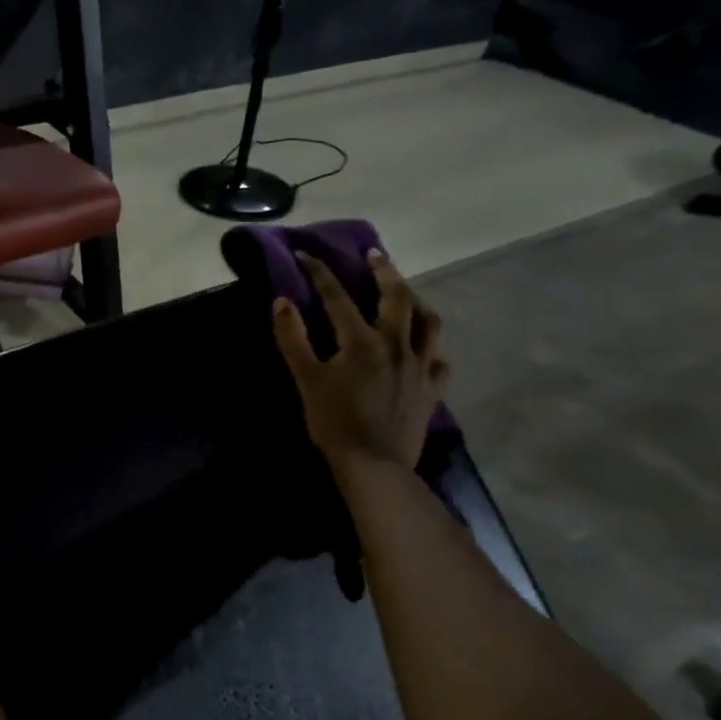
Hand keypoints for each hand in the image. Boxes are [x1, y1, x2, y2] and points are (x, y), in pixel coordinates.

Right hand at [273, 249, 448, 471]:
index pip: (337, 297)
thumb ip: (293, 338)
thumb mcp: (306, 379)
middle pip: (397, 296)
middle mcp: (397, 344)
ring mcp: (420, 366)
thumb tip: (281, 301)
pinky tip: (425, 349)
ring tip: (407, 294)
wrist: (374, 465)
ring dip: (416, 302)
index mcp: (362, 340)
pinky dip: (431, 348)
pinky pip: (439, 360)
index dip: (320, 273)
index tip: (307, 254)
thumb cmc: (334, 422)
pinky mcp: (432, 390)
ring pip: (428, 322)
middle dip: (384, 271)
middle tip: (375, 255)